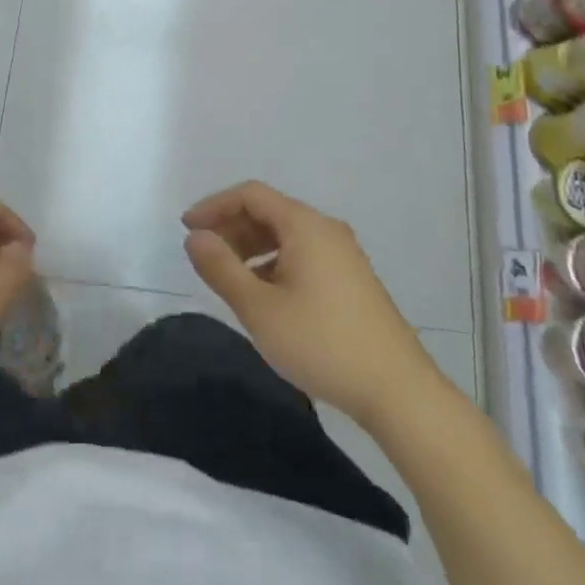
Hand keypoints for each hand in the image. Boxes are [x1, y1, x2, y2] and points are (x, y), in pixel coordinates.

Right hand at [183, 181, 439, 428]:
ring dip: (252, 247)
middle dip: (231, 227)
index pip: (251, 194)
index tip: (186, 228)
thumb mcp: (259, 308)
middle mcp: (326, 229)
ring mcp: (344, 255)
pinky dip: (274, 263)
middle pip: (269, 212)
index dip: (215, 205)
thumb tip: (195, 237)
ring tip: (229, 277)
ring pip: (287, 236)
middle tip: (203, 255)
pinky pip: (303, 254)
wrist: (398, 390)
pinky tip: (265, 296)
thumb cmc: (321, 343)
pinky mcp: (352, 280)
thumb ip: (221, 268)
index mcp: (305, 225)